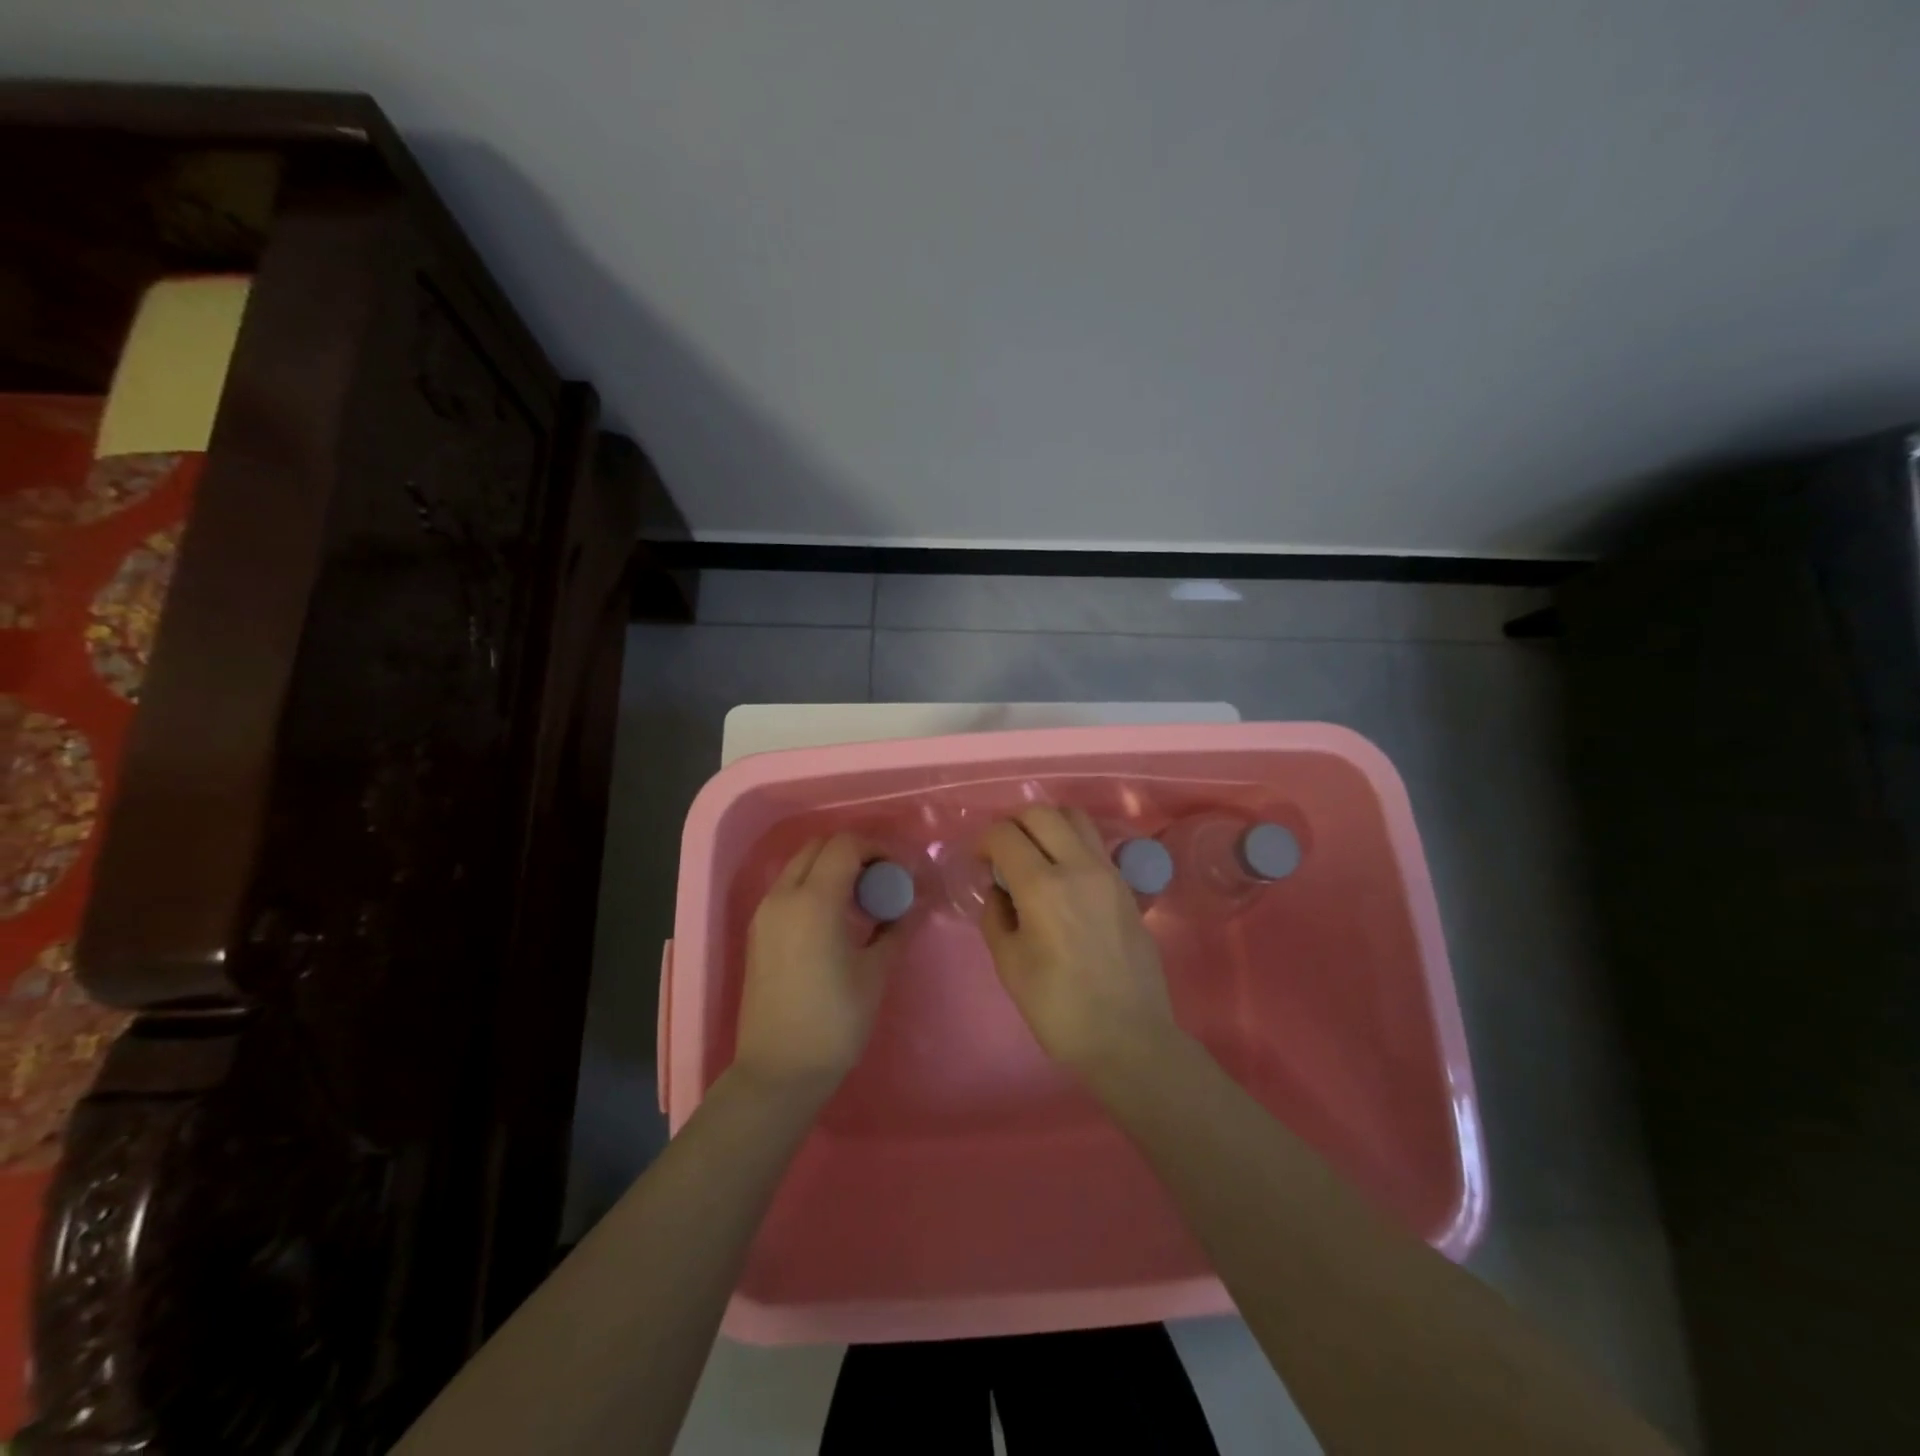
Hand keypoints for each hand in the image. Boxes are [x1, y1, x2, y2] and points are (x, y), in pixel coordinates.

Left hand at [733, 833, 899, 1098]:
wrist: (779, 1071)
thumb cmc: (834, 1022)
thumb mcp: (875, 973)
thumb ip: (896, 929)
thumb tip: (915, 905)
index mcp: (814, 901)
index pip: (845, 845)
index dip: (877, 848)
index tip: (900, 871)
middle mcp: (783, 896)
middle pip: (820, 846)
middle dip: (854, 852)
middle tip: (882, 879)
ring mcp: (765, 913)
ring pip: (800, 864)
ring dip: (832, 867)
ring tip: (862, 898)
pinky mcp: (758, 931)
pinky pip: (788, 888)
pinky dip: (814, 884)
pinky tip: (837, 917)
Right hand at [979, 806, 1179, 1078]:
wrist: (1129, 1037)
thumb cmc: (1060, 1009)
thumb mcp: (1010, 966)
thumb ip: (995, 917)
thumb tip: (998, 890)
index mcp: (1043, 886)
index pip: (1005, 834)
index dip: (984, 841)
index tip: (978, 861)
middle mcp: (1078, 866)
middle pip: (1041, 813)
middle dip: (1013, 823)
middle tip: (1003, 851)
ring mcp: (1108, 873)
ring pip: (1075, 818)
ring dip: (1047, 825)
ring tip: (1035, 854)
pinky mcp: (1126, 886)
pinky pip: (1094, 844)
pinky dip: (1071, 843)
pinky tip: (1062, 875)